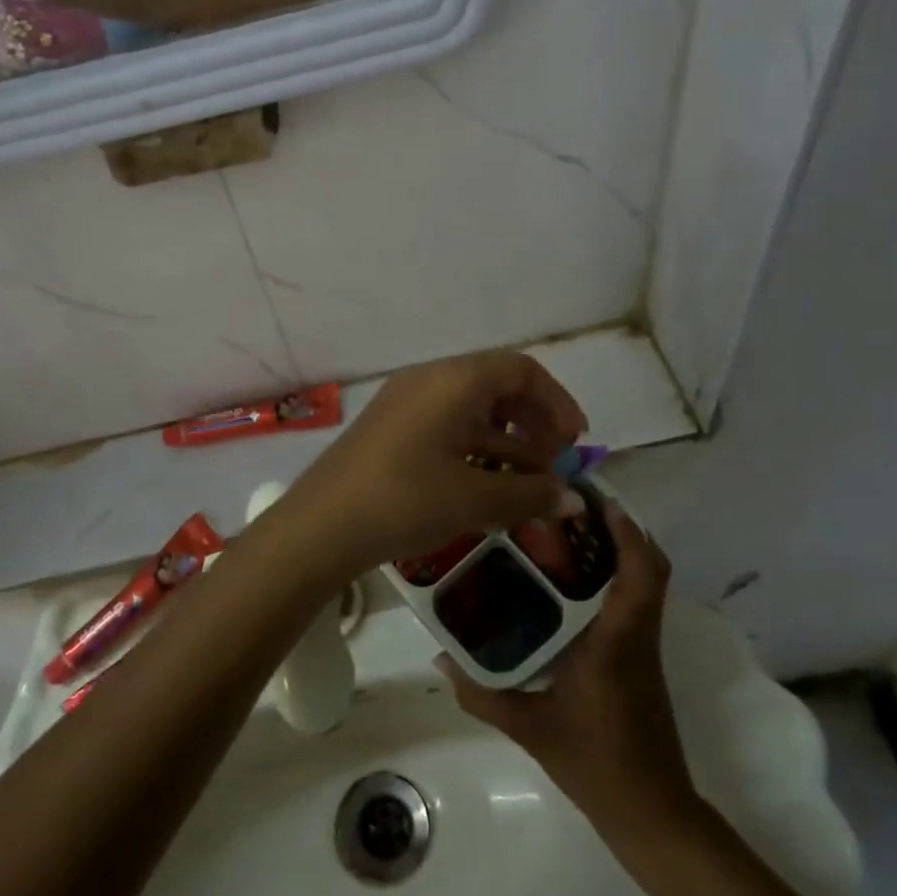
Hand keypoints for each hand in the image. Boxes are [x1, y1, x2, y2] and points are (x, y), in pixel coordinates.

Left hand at [267, 351, 588, 578]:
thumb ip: (531, 494)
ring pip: (471, 408)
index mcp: (453, 380)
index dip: (556, 402)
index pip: (520, 370)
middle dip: (533, 421)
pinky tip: (487, 485)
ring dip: (506, 439)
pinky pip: (446, 424)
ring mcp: (406, 403)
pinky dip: (475, 447)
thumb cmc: (404, 500)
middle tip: (553, 464)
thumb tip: (575, 500)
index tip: (576, 442)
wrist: (320, 525)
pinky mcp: (391, 428)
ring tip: (527, 482)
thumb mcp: (474, 499)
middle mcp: (429, 380)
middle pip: (497, 385)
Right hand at [439, 502, 699, 827]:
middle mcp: (636, 634)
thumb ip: (482, 693)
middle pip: (649, 566)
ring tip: (568, 530)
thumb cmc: (594, 763)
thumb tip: (440, 657)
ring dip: (619, 549)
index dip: (626, 531)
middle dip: (620, 528)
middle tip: (571, 506)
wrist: (650, 812)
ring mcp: (643, 645)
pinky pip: (634, 600)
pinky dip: (615, 575)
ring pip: (645, 581)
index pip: (639, 575)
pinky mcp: (640, 657)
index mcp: (615, 641)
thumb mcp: (528, 728)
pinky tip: (570, 580)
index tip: (596, 499)